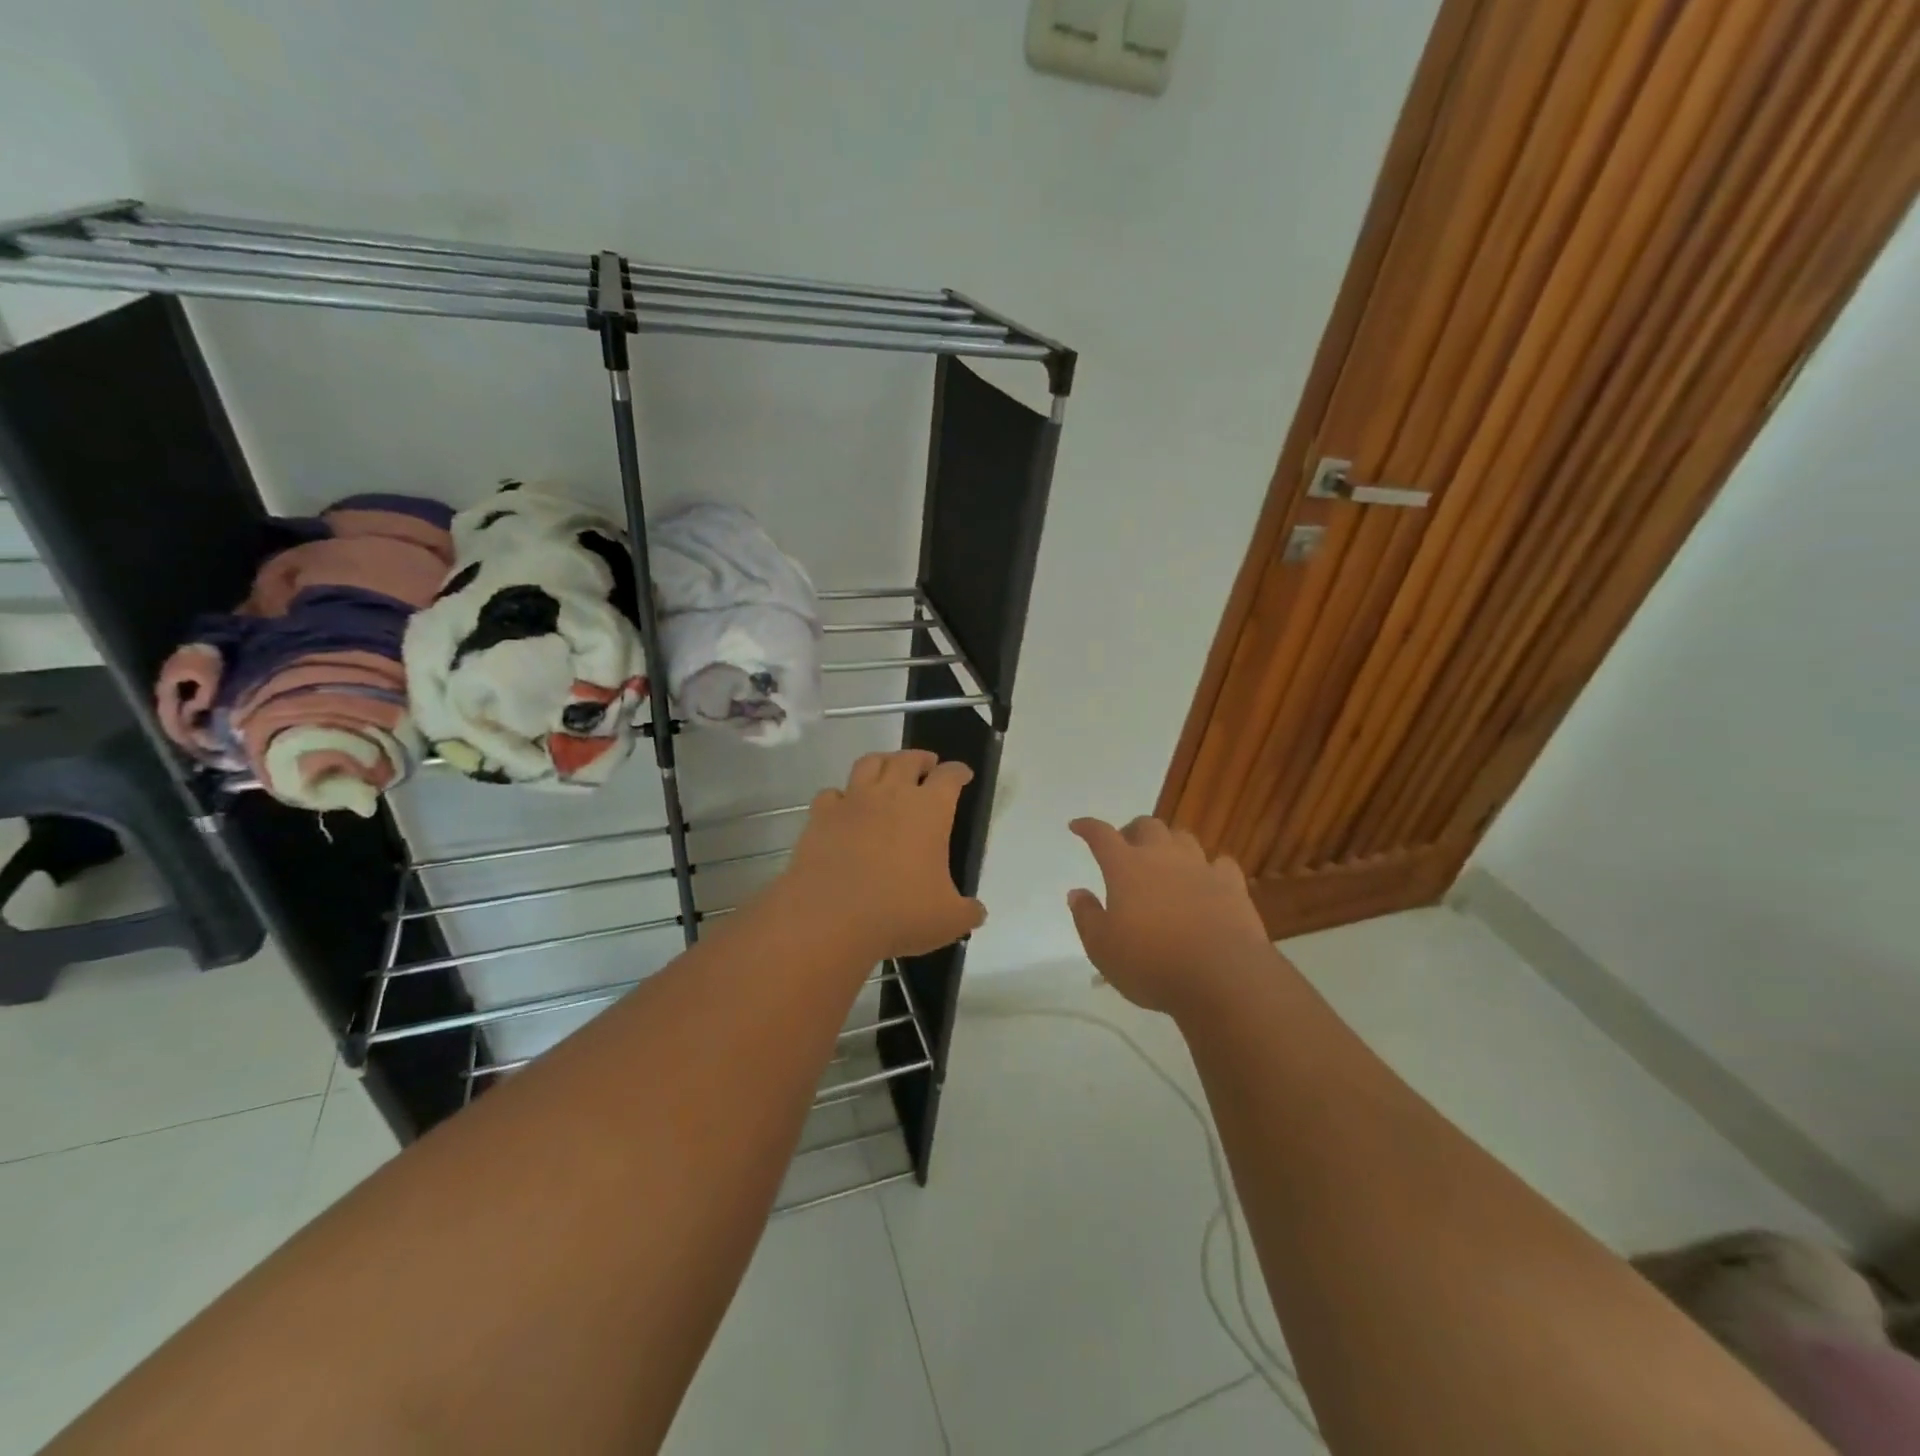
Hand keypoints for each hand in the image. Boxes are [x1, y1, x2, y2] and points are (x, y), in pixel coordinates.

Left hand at [784, 750, 985, 960]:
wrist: (830, 919)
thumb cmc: (899, 913)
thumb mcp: (949, 921)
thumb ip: (968, 912)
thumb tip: (976, 912)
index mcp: (930, 810)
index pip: (949, 776)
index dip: (958, 772)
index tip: (962, 774)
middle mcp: (891, 794)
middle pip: (908, 759)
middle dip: (921, 758)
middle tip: (927, 765)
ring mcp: (853, 801)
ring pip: (869, 763)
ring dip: (883, 762)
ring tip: (888, 771)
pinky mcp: (821, 816)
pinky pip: (832, 794)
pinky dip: (841, 796)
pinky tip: (845, 807)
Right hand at [1067, 816, 1277, 1015]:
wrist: (1221, 976)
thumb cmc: (1151, 963)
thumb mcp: (1101, 948)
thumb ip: (1086, 916)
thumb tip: (1077, 893)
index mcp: (1125, 867)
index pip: (1101, 835)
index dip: (1087, 827)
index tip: (1077, 826)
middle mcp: (1162, 857)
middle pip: (1147, 826)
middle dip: (1133, 831)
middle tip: (1126, 848)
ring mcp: (1200, 867)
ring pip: (1183, 838)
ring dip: (1169, 844)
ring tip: (1165, 861)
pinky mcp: (1232, 885)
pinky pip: (1220, 863)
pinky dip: (1209, 868)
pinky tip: (1207, 880)